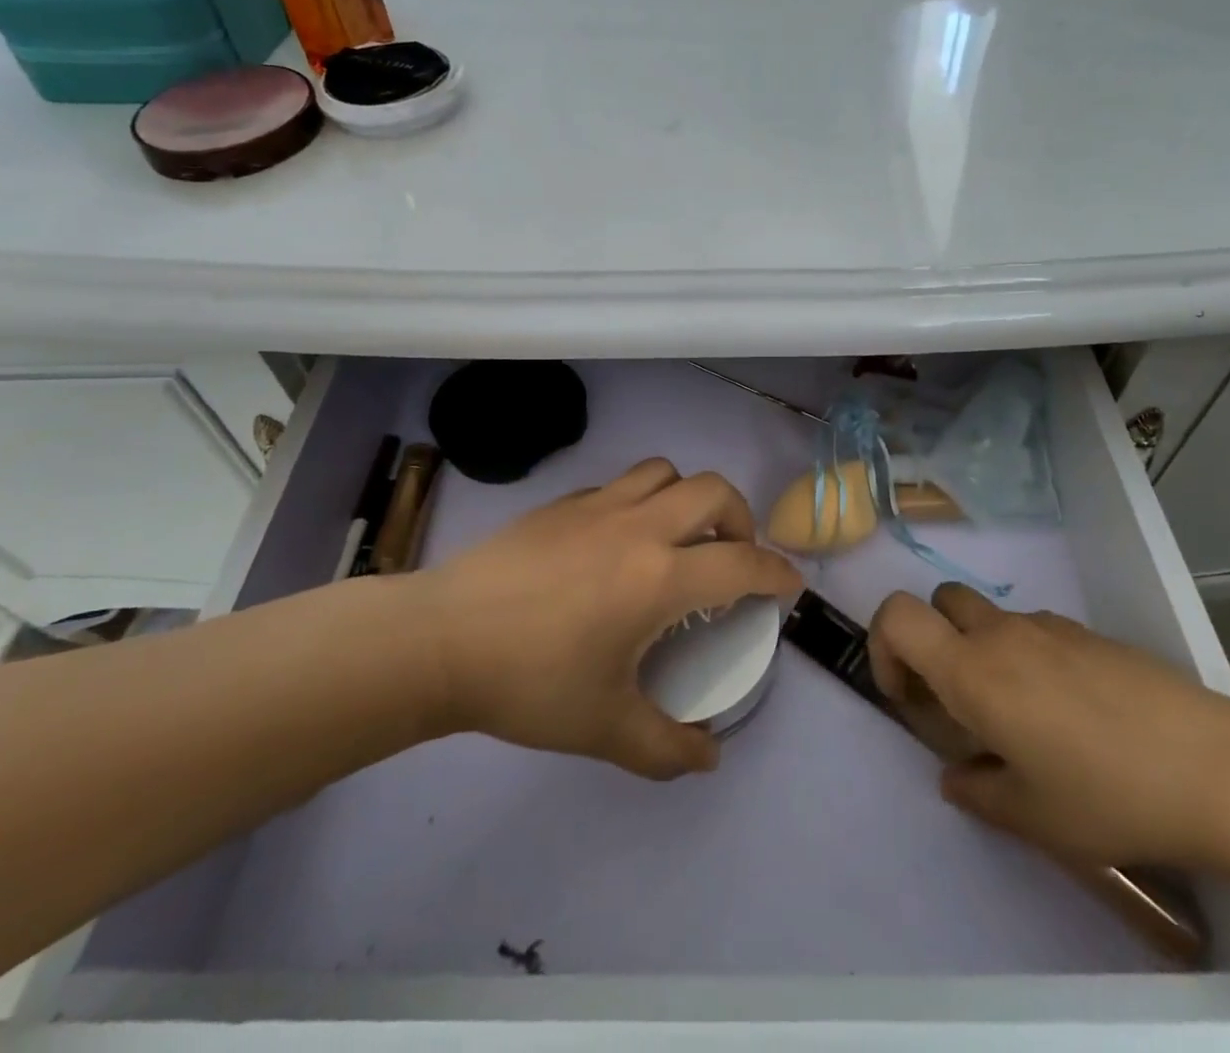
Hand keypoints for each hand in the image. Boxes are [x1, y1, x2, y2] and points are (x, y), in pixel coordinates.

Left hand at [410, 459, 800, 779]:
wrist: (441, 639)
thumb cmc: (529, 682)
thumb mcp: (604, 728)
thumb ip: (666, 748)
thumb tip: (709, 757)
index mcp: (659, 578)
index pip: (742, 562)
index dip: (776, 572)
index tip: (788, 585)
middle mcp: (638, 528)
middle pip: (714, 491)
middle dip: (740, 518)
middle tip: (732, 555)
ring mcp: (597, 507)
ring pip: (665, 472)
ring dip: (687, 497)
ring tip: (678, 536)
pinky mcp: (561, 503)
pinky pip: (619, 484)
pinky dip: (639, 501)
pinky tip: (617, 541)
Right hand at [868, 583, 1229, 866]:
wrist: (1212, 767)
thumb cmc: (1107, 794)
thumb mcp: (1033, 816)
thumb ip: (978, 793)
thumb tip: (956, 778)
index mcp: (971, 671)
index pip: (897, 616)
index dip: (883, 646)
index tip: (906, 695)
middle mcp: (1000, 634)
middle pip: (939, 601)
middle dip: (932, 639)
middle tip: (957, 697)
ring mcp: (1046, 626)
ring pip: (989, 616)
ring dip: (982, 649)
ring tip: (1021, 712)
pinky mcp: (1086, 631)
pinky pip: (1035, 629)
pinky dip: (1027, 654)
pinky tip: (1070, 708)